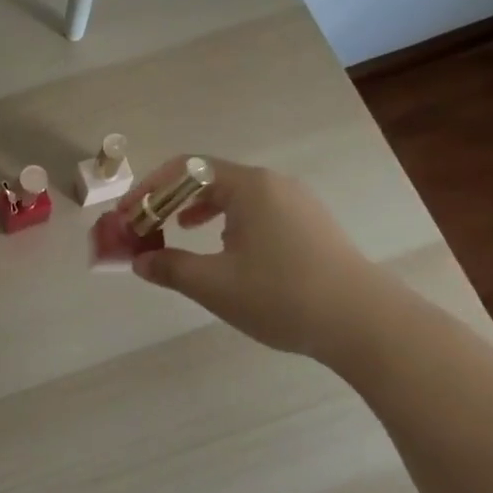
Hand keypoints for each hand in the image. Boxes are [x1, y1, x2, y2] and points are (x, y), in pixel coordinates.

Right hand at [121, 156, 393, 365]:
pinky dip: (228, 220)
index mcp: (248, 186)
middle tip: (150, 226)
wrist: (365, 322)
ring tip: (182, 232)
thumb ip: (170, 268)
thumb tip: (140, 262)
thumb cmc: (282, 295)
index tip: (127, 215)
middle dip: (172, 200)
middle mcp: (273, 183)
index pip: (185, 169)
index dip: (149, 189)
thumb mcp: (215, 285)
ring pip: (235, 194)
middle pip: (209, 178)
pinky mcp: (312, 224)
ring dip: (199, 210)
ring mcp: (297, 202)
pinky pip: (257, 210)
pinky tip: (227, 249)